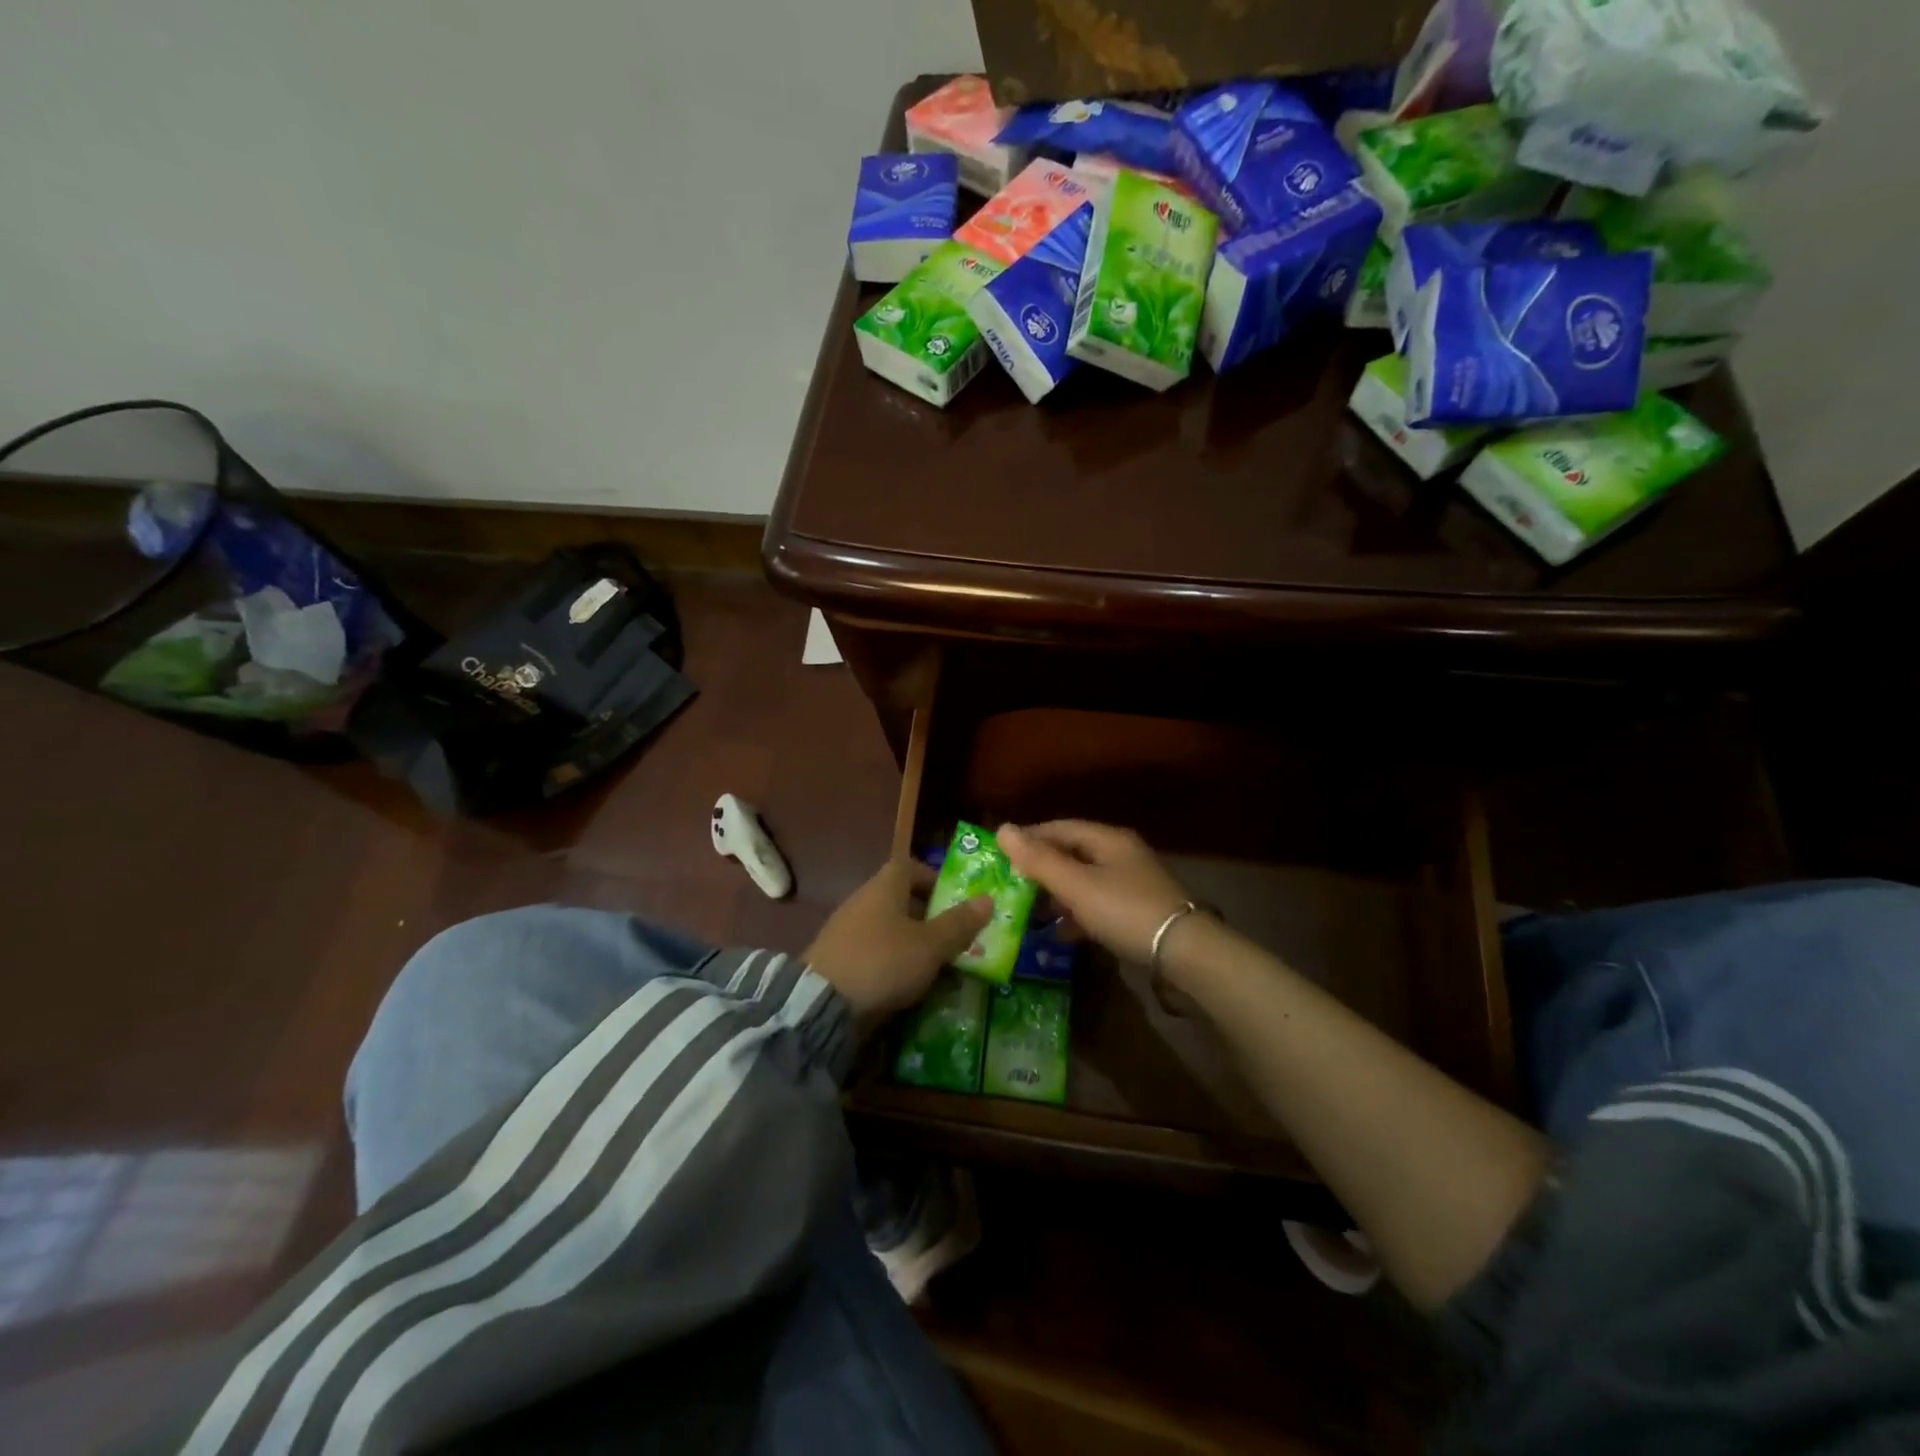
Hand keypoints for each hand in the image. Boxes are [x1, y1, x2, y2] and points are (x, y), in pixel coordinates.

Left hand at [803, 860, 991, 1019]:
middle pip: (901, 898)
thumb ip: (959, 924)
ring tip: (937, 964)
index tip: (955, 899)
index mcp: (885, 886)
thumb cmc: (883, 961)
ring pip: (888, 926)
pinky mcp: (838, 958)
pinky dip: (892, 960)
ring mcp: (847, 929)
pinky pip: (874, 950)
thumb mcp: (930, 945)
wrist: (822, 1003)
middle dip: (929, 915)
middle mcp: (863, 900)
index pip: (911, 866)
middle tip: (955, 936)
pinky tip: (906, 983)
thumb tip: (987, 899)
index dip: (934, 878)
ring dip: (912, 941)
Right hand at [998, 821, 1192, 965]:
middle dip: (1040, 869)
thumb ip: (1039, 860)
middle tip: (1010, 886)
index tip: (1000, 854)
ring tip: (1028, 912)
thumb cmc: (1125, 911)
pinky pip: (1097, 905)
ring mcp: (1132, 884)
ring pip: (1084, 881)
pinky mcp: (1137, 911)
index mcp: (1107, 839)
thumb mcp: (1076, 885)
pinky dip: (1076, 915)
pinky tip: (1060, 933)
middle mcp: (1120, 855)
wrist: (1186, 953)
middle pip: (1071, 853)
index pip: (1059, 827)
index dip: (1028, 838)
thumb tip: (1002, 829)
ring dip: (1056, 894)